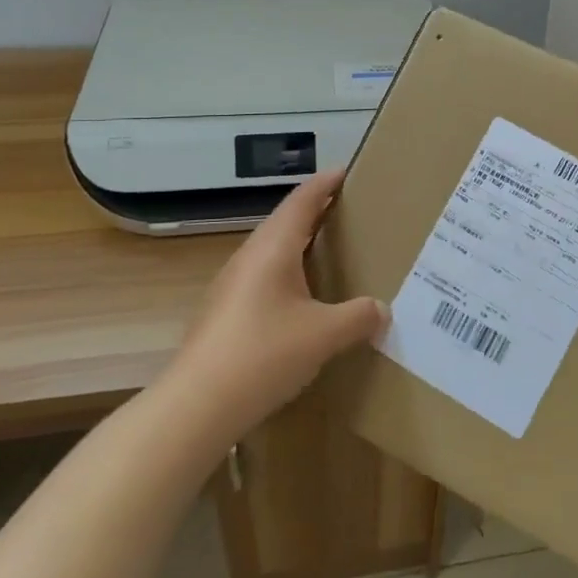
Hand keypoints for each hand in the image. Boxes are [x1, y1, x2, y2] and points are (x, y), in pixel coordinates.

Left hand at [168, 169, 384, 437]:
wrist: (196, 406)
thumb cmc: (264, 355)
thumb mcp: (324, 335)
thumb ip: (359, 317)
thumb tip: (381, 309)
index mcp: (273, 249)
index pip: (302, 201)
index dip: (325, 184)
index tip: (347, 171)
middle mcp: (248, 258)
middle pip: (284, 222)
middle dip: (316, 213)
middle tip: (349, 213)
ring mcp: (230, 286)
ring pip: (271, 252)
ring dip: (299, 245)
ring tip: (330, 252)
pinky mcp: (223, 314)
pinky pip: (262, 278)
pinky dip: (287, 274)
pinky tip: (301, 300)